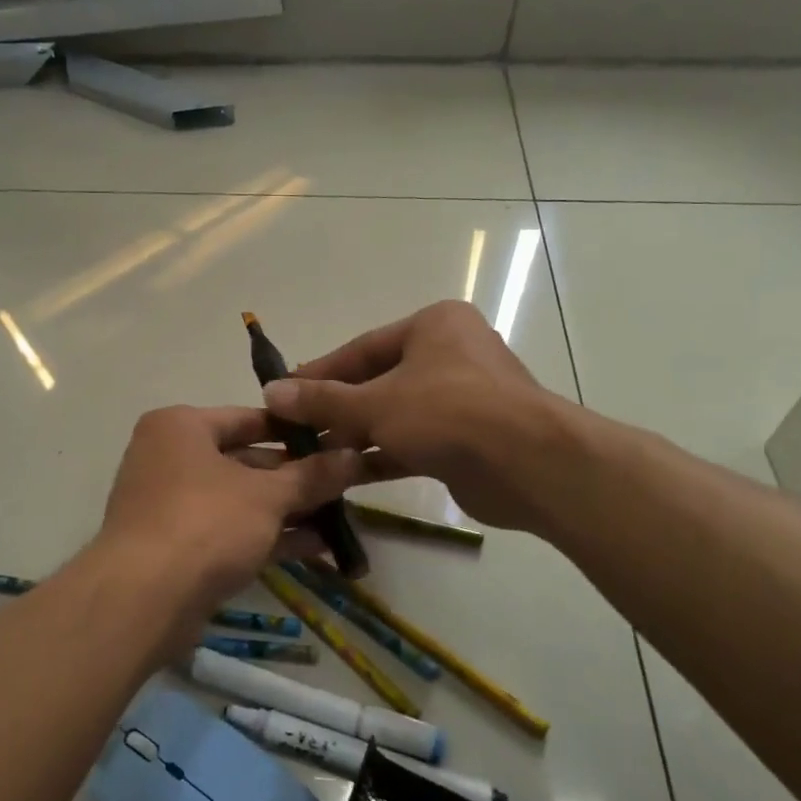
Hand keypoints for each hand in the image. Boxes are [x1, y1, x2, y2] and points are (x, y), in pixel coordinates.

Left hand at [97, 405, 363, 637]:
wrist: (142, 600)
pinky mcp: (176, 548)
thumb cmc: (205, 522)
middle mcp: (170, 458)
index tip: (336, 440)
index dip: (295, 430)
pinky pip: (229, 532)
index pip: (248, 417)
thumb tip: (354, 456)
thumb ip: (312, 475)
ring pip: (240, 500)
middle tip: (344, 483)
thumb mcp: (267, 495)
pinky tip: (315, 547)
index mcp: (181, 426)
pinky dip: (267, 537)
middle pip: (245, 460)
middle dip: (296, 477)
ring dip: (287, 510)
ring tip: (339, 518)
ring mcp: (170, 505)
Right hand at [263, 300, 570, 532]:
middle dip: (337, 409)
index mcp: (433, 326)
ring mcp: (463, 398)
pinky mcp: (469, 438)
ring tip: (313, 456)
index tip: (284, 394)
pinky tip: (346, 475)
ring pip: (397, 414)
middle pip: (379, 381)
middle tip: (296, 430)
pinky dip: (383, 455)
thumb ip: (323, 401)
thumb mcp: (375, 403)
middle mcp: (450, 354)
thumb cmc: (448, 412)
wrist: (528, 464)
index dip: (320, 373)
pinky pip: (415, 441)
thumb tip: (272, 393)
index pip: (362, 348)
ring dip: (357, 435)